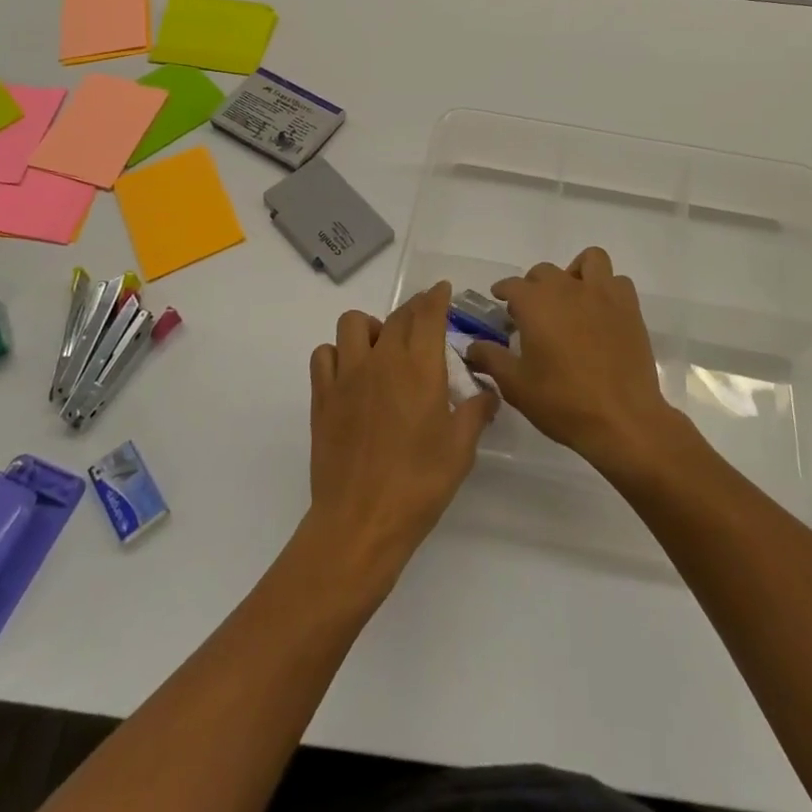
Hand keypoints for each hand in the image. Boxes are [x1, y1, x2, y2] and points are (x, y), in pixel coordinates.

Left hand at [307, 283, 496, 578]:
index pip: (428, 314)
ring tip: (382, 348)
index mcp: (420, 368)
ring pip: (353, 324)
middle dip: (413, 310)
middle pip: (397, 316)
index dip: (436, 297)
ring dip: (371, 327)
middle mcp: (382, 360)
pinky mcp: (322, 396)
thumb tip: (489, 393)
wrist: (361, 521)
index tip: (442, 290)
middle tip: (423, 323)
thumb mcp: (461, 450)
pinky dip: (338, 353)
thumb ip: (476, 412)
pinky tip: (350, 373)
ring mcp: (347, 375)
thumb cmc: (419, 485)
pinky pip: (324, 354)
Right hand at [468, 247, 681, 472]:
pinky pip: (616, 281)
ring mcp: (602, 294)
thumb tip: (471, 347)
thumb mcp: (516, 386)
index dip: (503, 291)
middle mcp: (567, 288)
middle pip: (544, 271)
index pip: (512, 285)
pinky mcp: (629, 308)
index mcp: (536, 303)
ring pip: (588, 261)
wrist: (622, 420)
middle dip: (533, 286)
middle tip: (532, 313)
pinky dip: (607, 288)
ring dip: (575, 273)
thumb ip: (491, 359)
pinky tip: (601, 311)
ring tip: (571, 299)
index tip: (500, 301)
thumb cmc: (563, 402)